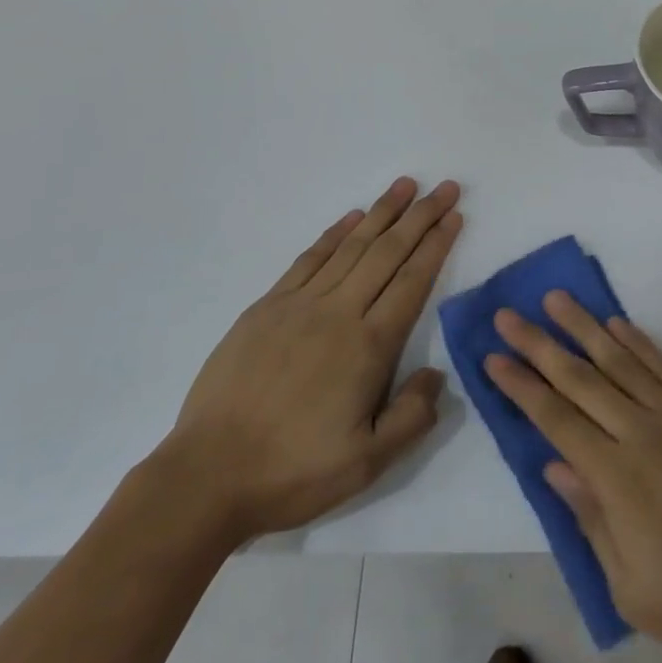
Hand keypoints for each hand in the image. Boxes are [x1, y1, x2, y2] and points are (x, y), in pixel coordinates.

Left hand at [158, 177, 463, 540]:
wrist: (206, 476)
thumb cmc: (293, 471)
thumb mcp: (368, 463)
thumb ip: (413, 416)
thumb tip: (435, 373)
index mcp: (368, 346)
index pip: (412, 281)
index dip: (436, 245)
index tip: (454, 216)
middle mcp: (338, 313)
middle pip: (387, 252)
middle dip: (420, 216)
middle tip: (444, 187)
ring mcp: (298, 306)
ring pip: (350, 247)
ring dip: (381, 212)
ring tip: (405, 185)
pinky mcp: (265, 309)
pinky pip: (309, 259)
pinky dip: (334, 234)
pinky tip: (351, 218)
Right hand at [486, 293, 661, 662]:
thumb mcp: (633, 589)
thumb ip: (591, 520)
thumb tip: (555, 465)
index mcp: (617, 479)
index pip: (556, 421)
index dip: (522, 388)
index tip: (494, 358)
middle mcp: (643, 433)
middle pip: (580, 379)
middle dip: (539, 345)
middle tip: (507, 315)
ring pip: (622, 360)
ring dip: (585, 327)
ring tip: (556, 299)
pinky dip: (640, 342)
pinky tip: (619, 324)